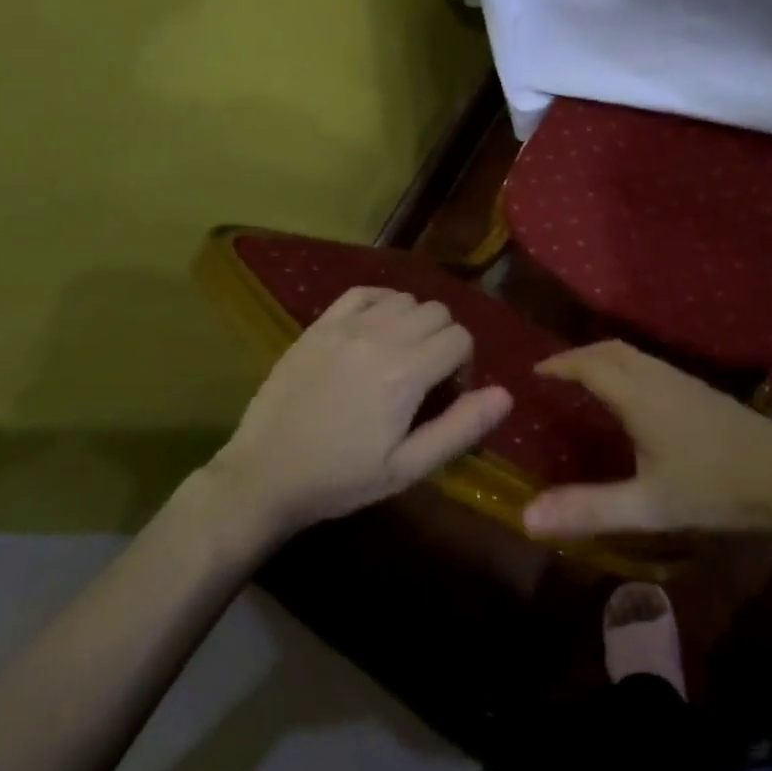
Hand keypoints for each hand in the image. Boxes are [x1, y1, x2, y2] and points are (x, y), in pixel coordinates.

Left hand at [203, 287, 512, 537]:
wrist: (265, 474)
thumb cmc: (341, 478)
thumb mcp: (407, 468)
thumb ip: (460, 428)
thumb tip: (505, 394)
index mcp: (405, 374)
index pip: (460, 339)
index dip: (463, 366)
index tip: (445, 395)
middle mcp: (379, 337)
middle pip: (438, 312)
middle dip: (444, 340)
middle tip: (425, 378)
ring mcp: (346, 326)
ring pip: (405, 298)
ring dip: (414, 322)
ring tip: (399, 356)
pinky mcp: (319, 324)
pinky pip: (365, 292)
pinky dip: (382, 303)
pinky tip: (376, 330)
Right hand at [521, 341, 771, 548]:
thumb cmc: (716, 491)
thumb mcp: (648, 506)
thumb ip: (588, 509)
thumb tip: (525, 516)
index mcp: (640, 396)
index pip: (590, 365)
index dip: (560, 364)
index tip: (534, 372)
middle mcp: (660, 378)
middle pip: (612, 350)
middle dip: (579, 355)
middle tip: (555, 374)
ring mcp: (686, 382)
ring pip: (635, 355)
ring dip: (604, 359)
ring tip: (586, 381)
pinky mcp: (705, 393)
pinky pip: (652, 366)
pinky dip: (627, 368)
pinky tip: (633, 398)